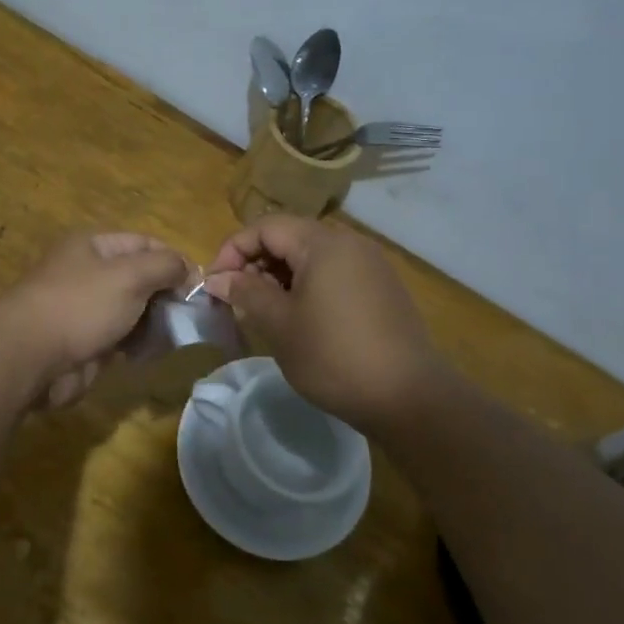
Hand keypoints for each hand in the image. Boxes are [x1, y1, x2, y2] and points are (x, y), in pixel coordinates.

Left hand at [0, 232, 190, 406]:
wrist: (28, 357)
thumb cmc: (81, 305)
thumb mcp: (130, 275)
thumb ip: (165, 266)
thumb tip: (188, 269)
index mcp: (93, 245)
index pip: (144, 243)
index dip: (174, 261)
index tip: (198, 286)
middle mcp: (87, 272)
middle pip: (139, 278)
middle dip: (165, 295)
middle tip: (189, 316)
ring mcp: (83, 308)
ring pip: (131, 310)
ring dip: (153, 323)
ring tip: (171, 337)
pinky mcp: (82, 342)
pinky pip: (119, 337)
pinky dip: (136, 344)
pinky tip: (147, 354)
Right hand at [205, 214, 442, 432]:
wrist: (408, 396)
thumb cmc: (334, 357)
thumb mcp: (279, 325)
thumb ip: (245, 293)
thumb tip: (217, 278)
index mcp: (323, 243)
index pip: (265, 227)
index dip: (233, 250)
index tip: (216, 285)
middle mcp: (350, 243)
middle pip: (290, 237)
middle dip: (256, 263)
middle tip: (238, 300)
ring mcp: (371, 265)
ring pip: (312, 256)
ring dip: (281, 276)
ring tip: (266, 311)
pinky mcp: (382, 288)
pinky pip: (335, 272)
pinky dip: (308, 286)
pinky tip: (302, 319)